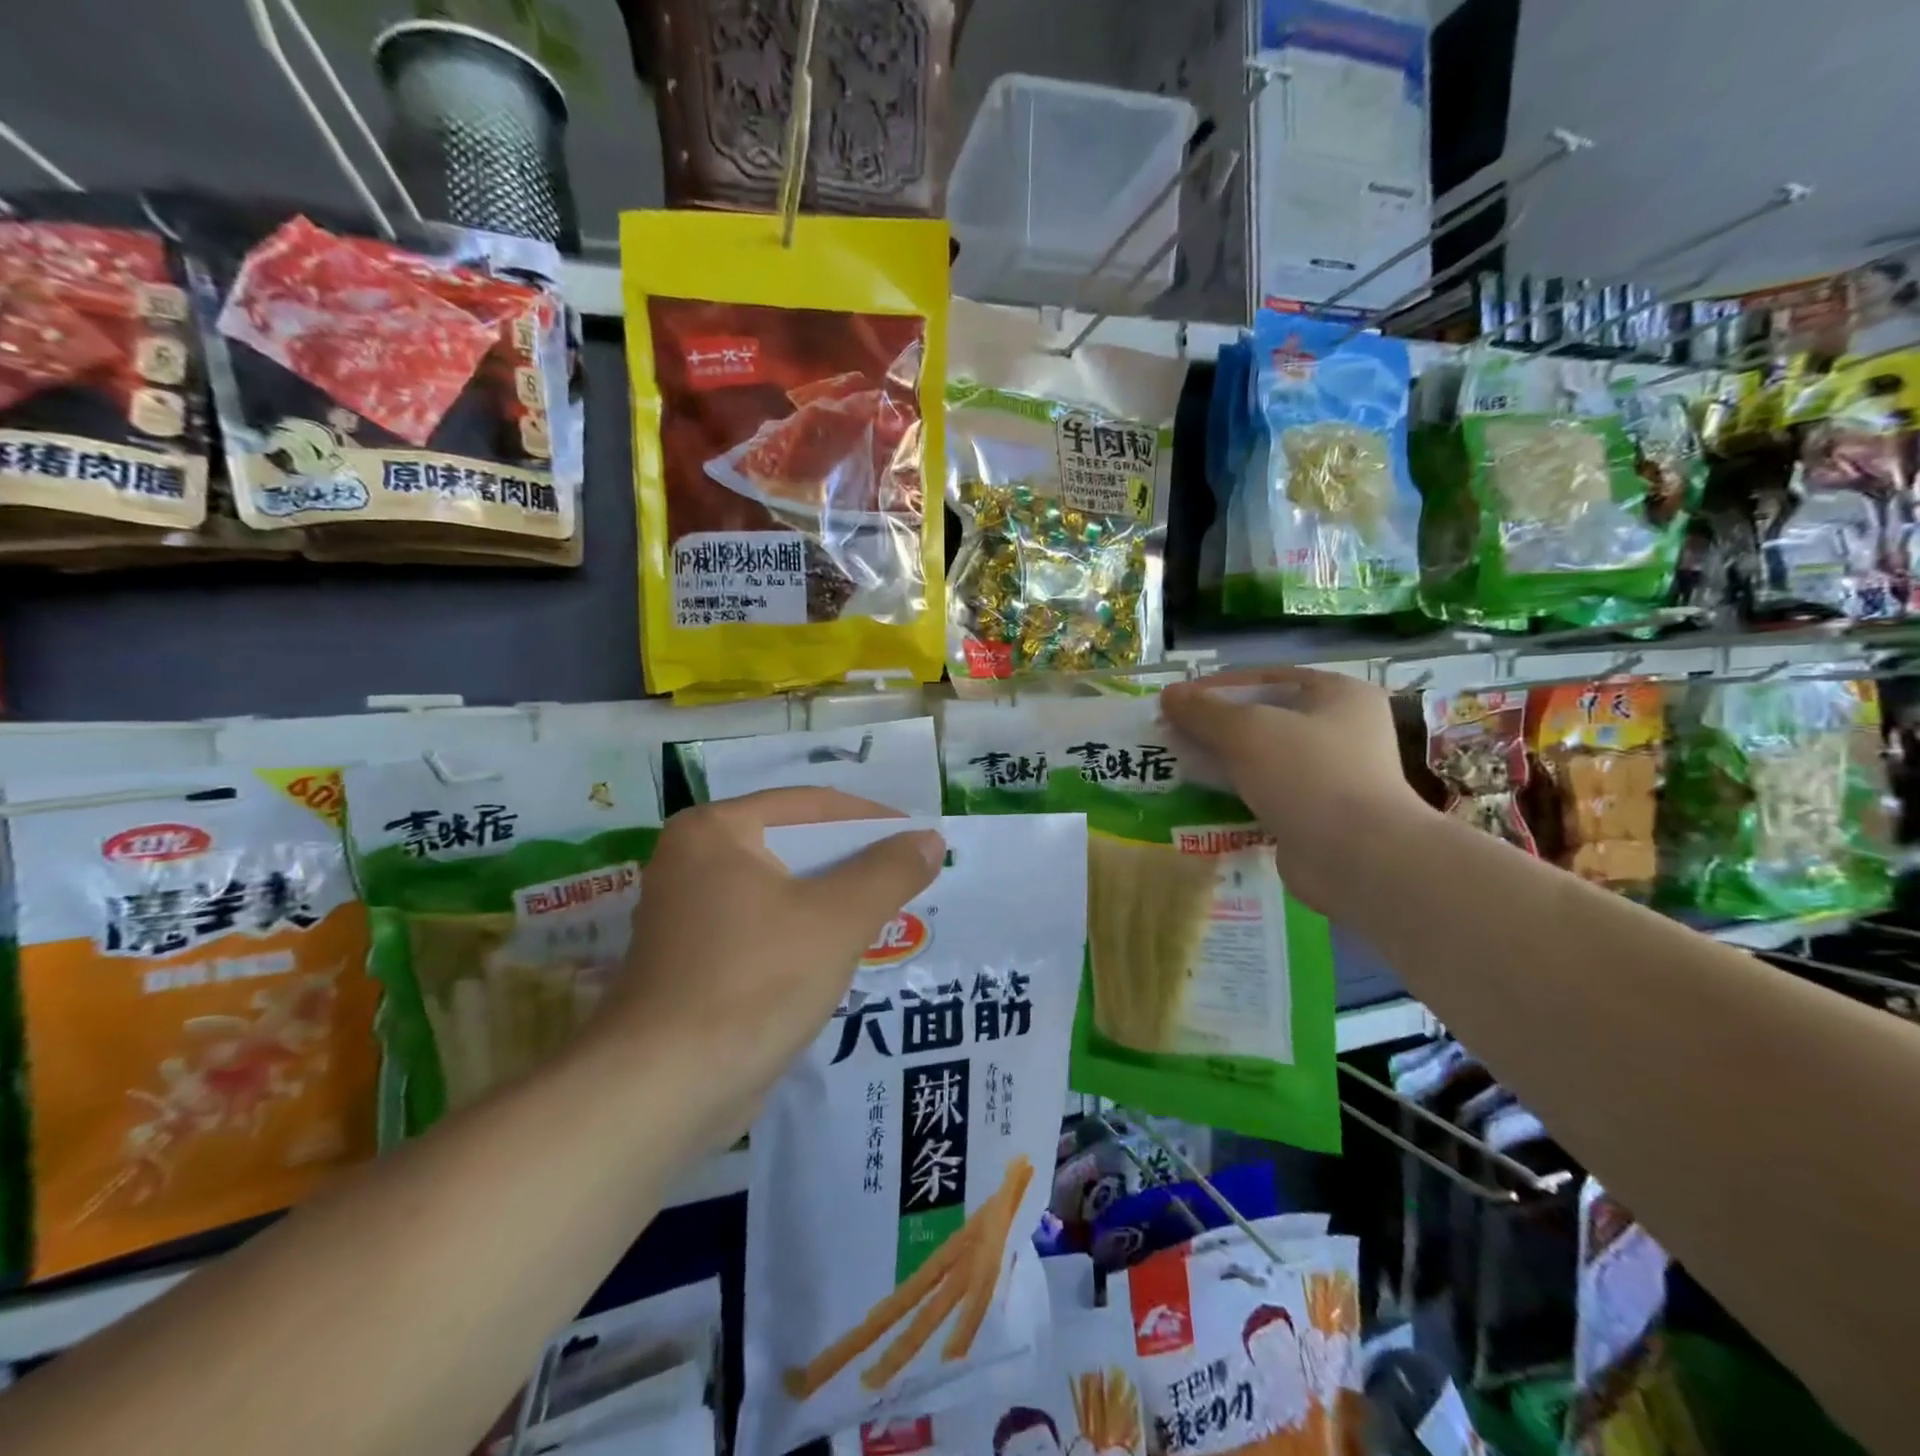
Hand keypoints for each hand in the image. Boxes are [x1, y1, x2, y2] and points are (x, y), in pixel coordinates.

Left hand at [590, 788, 943, 1152]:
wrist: (663, 1091)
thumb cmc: (754, 982)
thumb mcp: (838, 920)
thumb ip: (889, 872)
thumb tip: (930, 840)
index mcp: (715, 830)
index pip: (811, 805)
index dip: (872, 819)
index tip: (919, 840)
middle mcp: (691, 859)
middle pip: (793, 845)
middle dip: (853, 864)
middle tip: (906, 879)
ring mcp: (685, 911)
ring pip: (779, 890)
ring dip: (831, 901)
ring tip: (885, 914)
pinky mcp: (690, 958)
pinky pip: (762, 926)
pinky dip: (802, 932)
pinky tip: (840, 955)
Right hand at [1160, 668, 1428, 911]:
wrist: (1355, 857)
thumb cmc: (1307, 774)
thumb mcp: (1246, 730)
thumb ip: (1204, 711)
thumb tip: (1169, 695)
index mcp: (1338, 694)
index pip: (1266, 678)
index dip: (1217, 687)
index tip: (1177, 701)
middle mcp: (1341, 730)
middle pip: (1263, 719)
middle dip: (1215, 727)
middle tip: (1172, 734)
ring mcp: (1331, 775)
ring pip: (1262, 759)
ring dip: (1221, 762)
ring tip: (1178, 765)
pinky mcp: (1316, 814)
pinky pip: (1266, 794)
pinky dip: (1235, 794)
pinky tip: (1200, 798)